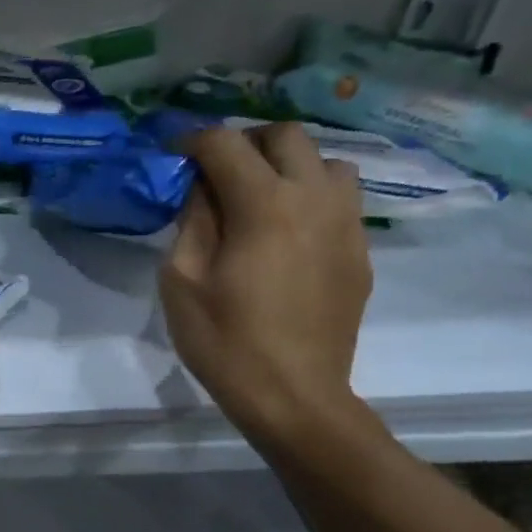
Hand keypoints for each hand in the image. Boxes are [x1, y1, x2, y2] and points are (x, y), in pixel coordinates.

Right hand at [160, 123, 372, 448]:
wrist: (293, 394)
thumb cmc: (224, 341)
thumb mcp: (181, 281)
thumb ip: (192, 222)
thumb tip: (202, 190)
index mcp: (263, 204)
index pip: (226, 144)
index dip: (192, 142)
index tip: (171, 156)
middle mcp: (314, 198)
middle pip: (285, 136)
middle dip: (245, 143)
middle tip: (216, 172)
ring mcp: (346, 223)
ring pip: (326, 161)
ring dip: (288, 166)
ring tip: (261, 198)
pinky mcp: (360, 250)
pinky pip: (341, 200)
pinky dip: (311, 198)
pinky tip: (287, 234)